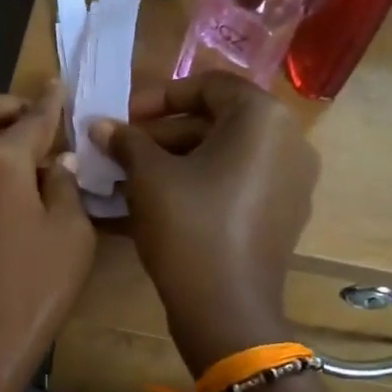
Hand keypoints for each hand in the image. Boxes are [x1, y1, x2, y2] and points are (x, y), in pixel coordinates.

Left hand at [0, 83, 94, 391]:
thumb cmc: (31, 291)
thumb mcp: (71, 237)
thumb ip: (66, 188)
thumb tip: (56, 164)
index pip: (31, 117)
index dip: (51, 101)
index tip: (60, 86)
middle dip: (10, 106)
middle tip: (41, 118)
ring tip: (30, 157)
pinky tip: (8, 190)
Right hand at [90, 73, 318, 373]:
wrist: (225, 307)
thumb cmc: (188, 226)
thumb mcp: (148, 177)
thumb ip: (126, 141)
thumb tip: (100, 125)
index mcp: (262, 118)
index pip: (209, 85)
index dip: (159, 96)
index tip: (123, 118)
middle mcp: (288, 141)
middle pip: (217, 121)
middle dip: (162, 134)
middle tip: (121, 151)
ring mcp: (290, 181)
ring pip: (224, 156)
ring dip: (175, 161)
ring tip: (130, 180)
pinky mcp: (282, 215)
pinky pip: (235, 185)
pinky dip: (198, 185)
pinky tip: (157, 204)